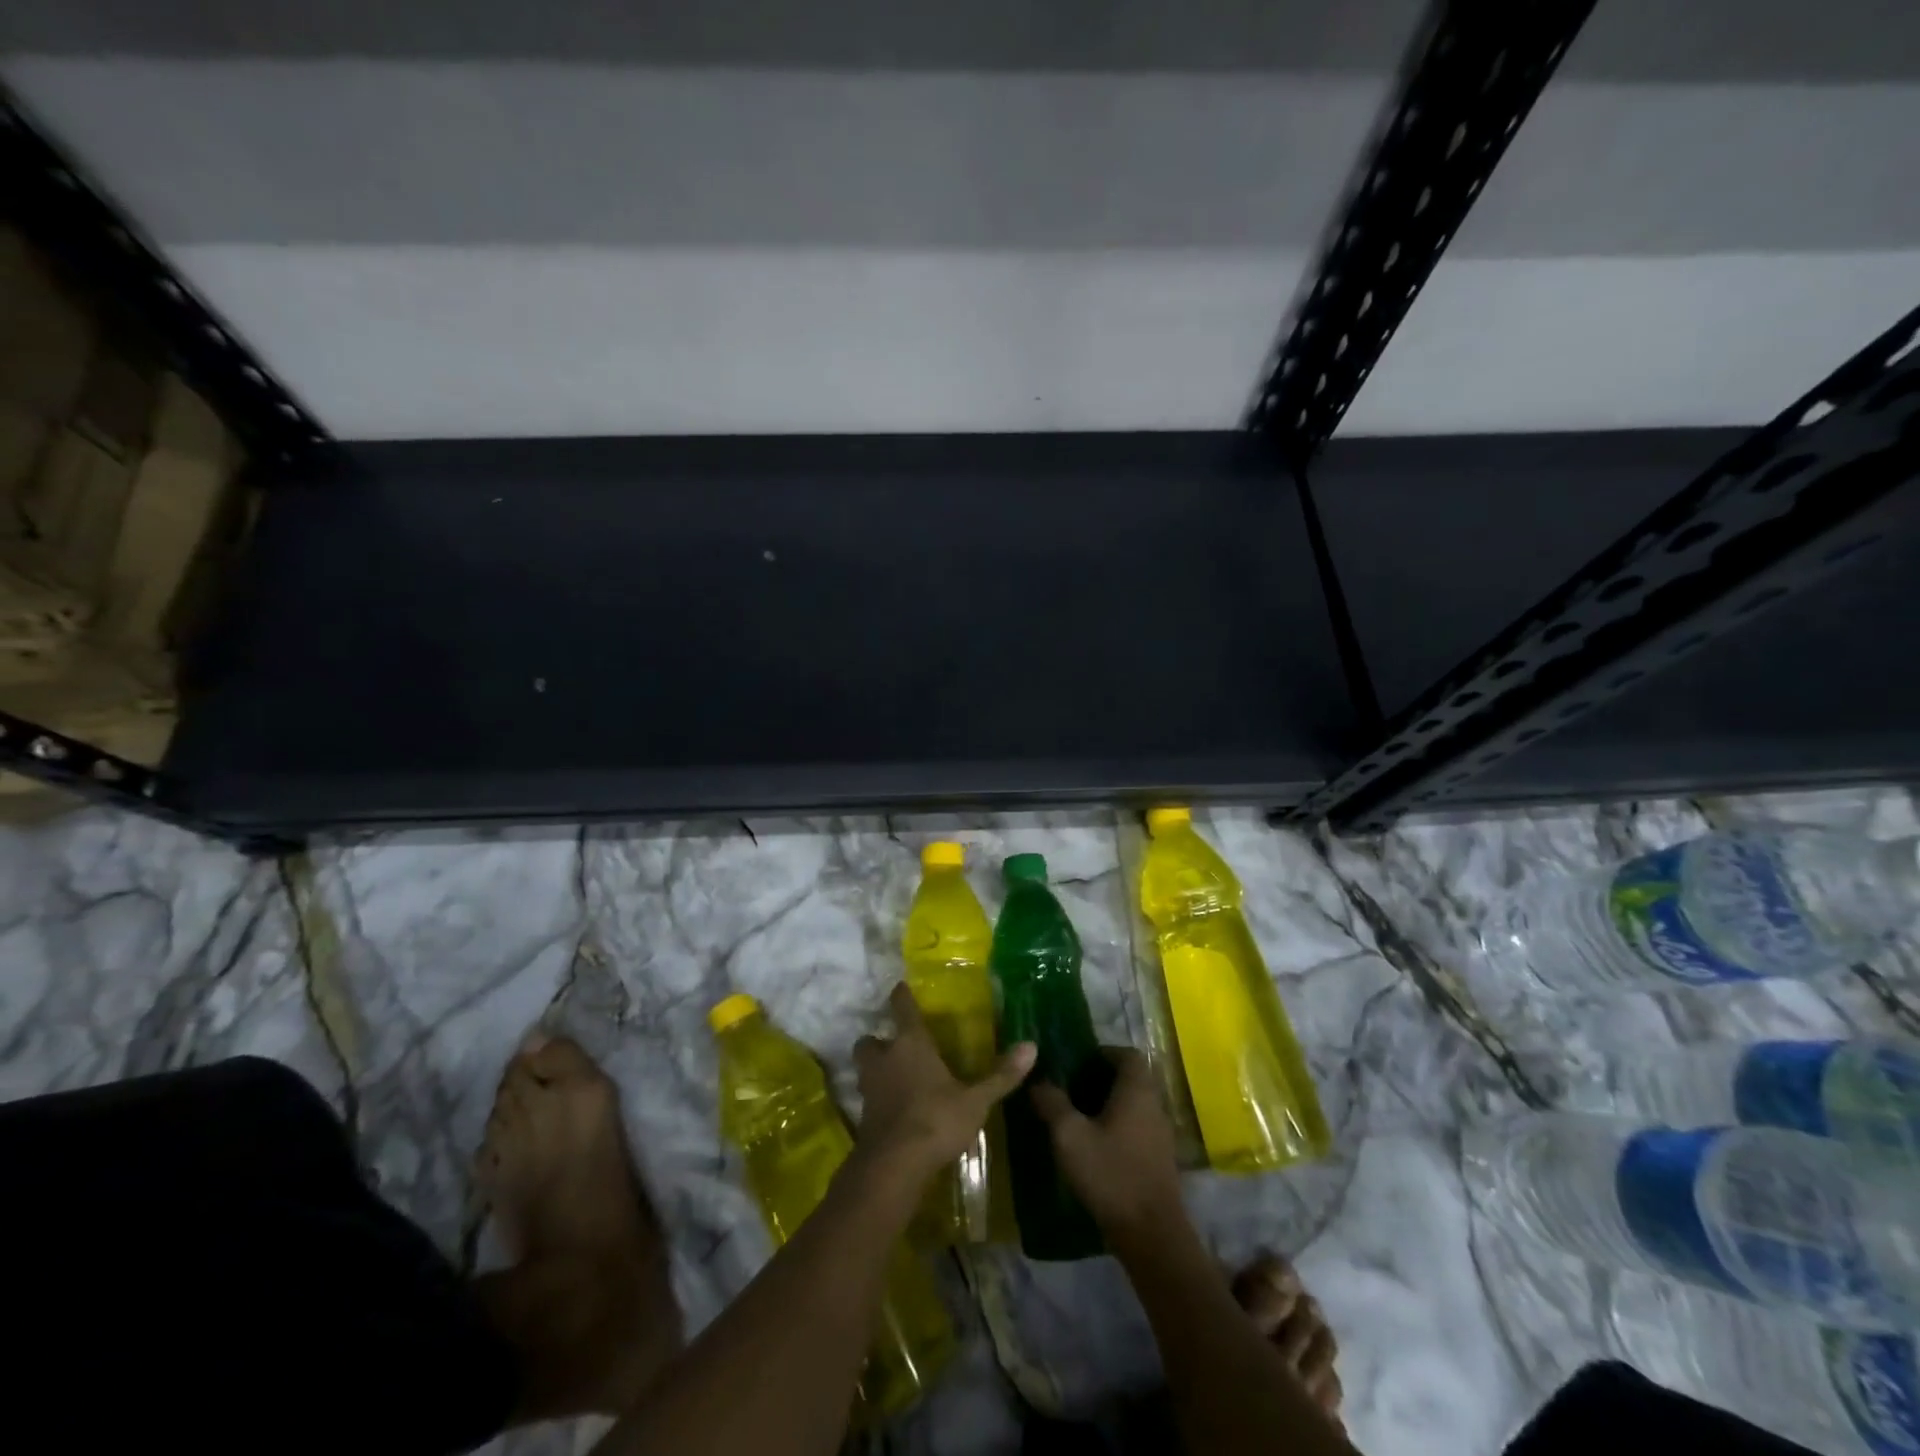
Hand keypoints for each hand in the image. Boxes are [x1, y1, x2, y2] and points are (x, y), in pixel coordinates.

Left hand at [853, 983, 1034, 1182]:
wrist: (894, 1166)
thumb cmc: (936, 1120)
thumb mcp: (975, 1101)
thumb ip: (1001, 1075)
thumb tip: (1032, 1046)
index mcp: (910, 1044)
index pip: (902, 1008)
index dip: (901, 995)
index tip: (901, 987)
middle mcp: (885, 1059)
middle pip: (870, 1040)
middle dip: (880, 1041)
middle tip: (896, 1047)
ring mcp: (870, 1088)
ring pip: (865, 1068)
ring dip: (875, 1069)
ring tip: (895, 1077)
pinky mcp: (863, 1117)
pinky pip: (868, 1097)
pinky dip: (878, 1099)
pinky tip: (896, 1110)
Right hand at [1031, 1048, 1183, 1243]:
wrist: (1151, 1235)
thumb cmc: (1110, 1174)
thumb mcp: (1069, 1135)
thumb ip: (1052, 1103)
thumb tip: (1037, 1081)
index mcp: (1137, 1090)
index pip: (1127, 1054)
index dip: (1102, 1053)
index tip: (1076, 1064)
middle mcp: (1154, 1105)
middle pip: (1130, 1079)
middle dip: (1100, 1080)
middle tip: (1070, 1090)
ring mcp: (1160, 1134)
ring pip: (1134, 1105)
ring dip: (1108, 1106)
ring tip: (1077, 1119)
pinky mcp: (1159, 1160)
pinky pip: (1137, 1129)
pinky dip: (1117, 1129)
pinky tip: (1094, 1148)